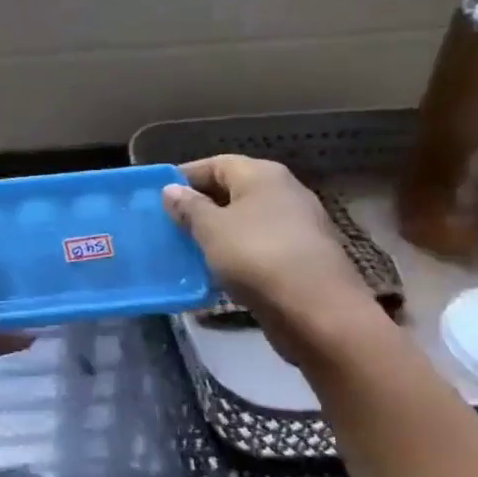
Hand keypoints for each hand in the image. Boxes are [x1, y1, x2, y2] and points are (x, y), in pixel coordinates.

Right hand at [162, 156, 379, 354]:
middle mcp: (283, 192)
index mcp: (262, 175)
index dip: (185, 177)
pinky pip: (259, 248)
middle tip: (169, 225)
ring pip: (246, 222)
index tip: (158, 197)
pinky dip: (237, 255)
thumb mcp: (211, 229)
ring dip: (218, 234)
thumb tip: (171, 189)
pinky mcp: (302, 258)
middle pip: (232, 191)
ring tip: (187, 250)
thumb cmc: (258, 257)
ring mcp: (297, 226)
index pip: (216, 163)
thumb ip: (189, 207)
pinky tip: (217, 273)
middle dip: (200, 207)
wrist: (319, 313)